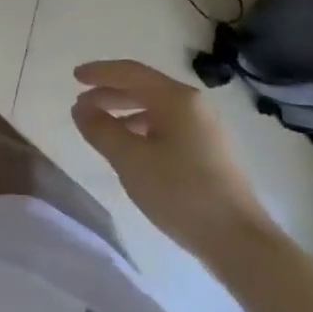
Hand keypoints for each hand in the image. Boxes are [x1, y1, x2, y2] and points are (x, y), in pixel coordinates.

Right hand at [71, 59, 275, 265]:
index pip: (131, 73)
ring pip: (156, 109)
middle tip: (81, 104)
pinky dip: (142, 128)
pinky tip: (131, 148)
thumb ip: (100, 129)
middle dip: (110, 93)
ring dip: (125, 112)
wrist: (238, 239)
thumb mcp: (130, 159)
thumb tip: (81, 107)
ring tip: (100, 127)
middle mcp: (194, 105)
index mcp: (177, 99)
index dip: (100, 72)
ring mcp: (206, 128)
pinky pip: (168, 126)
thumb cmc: (180, 192)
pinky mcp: (210, 151)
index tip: (74, 76)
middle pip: (145, 88)